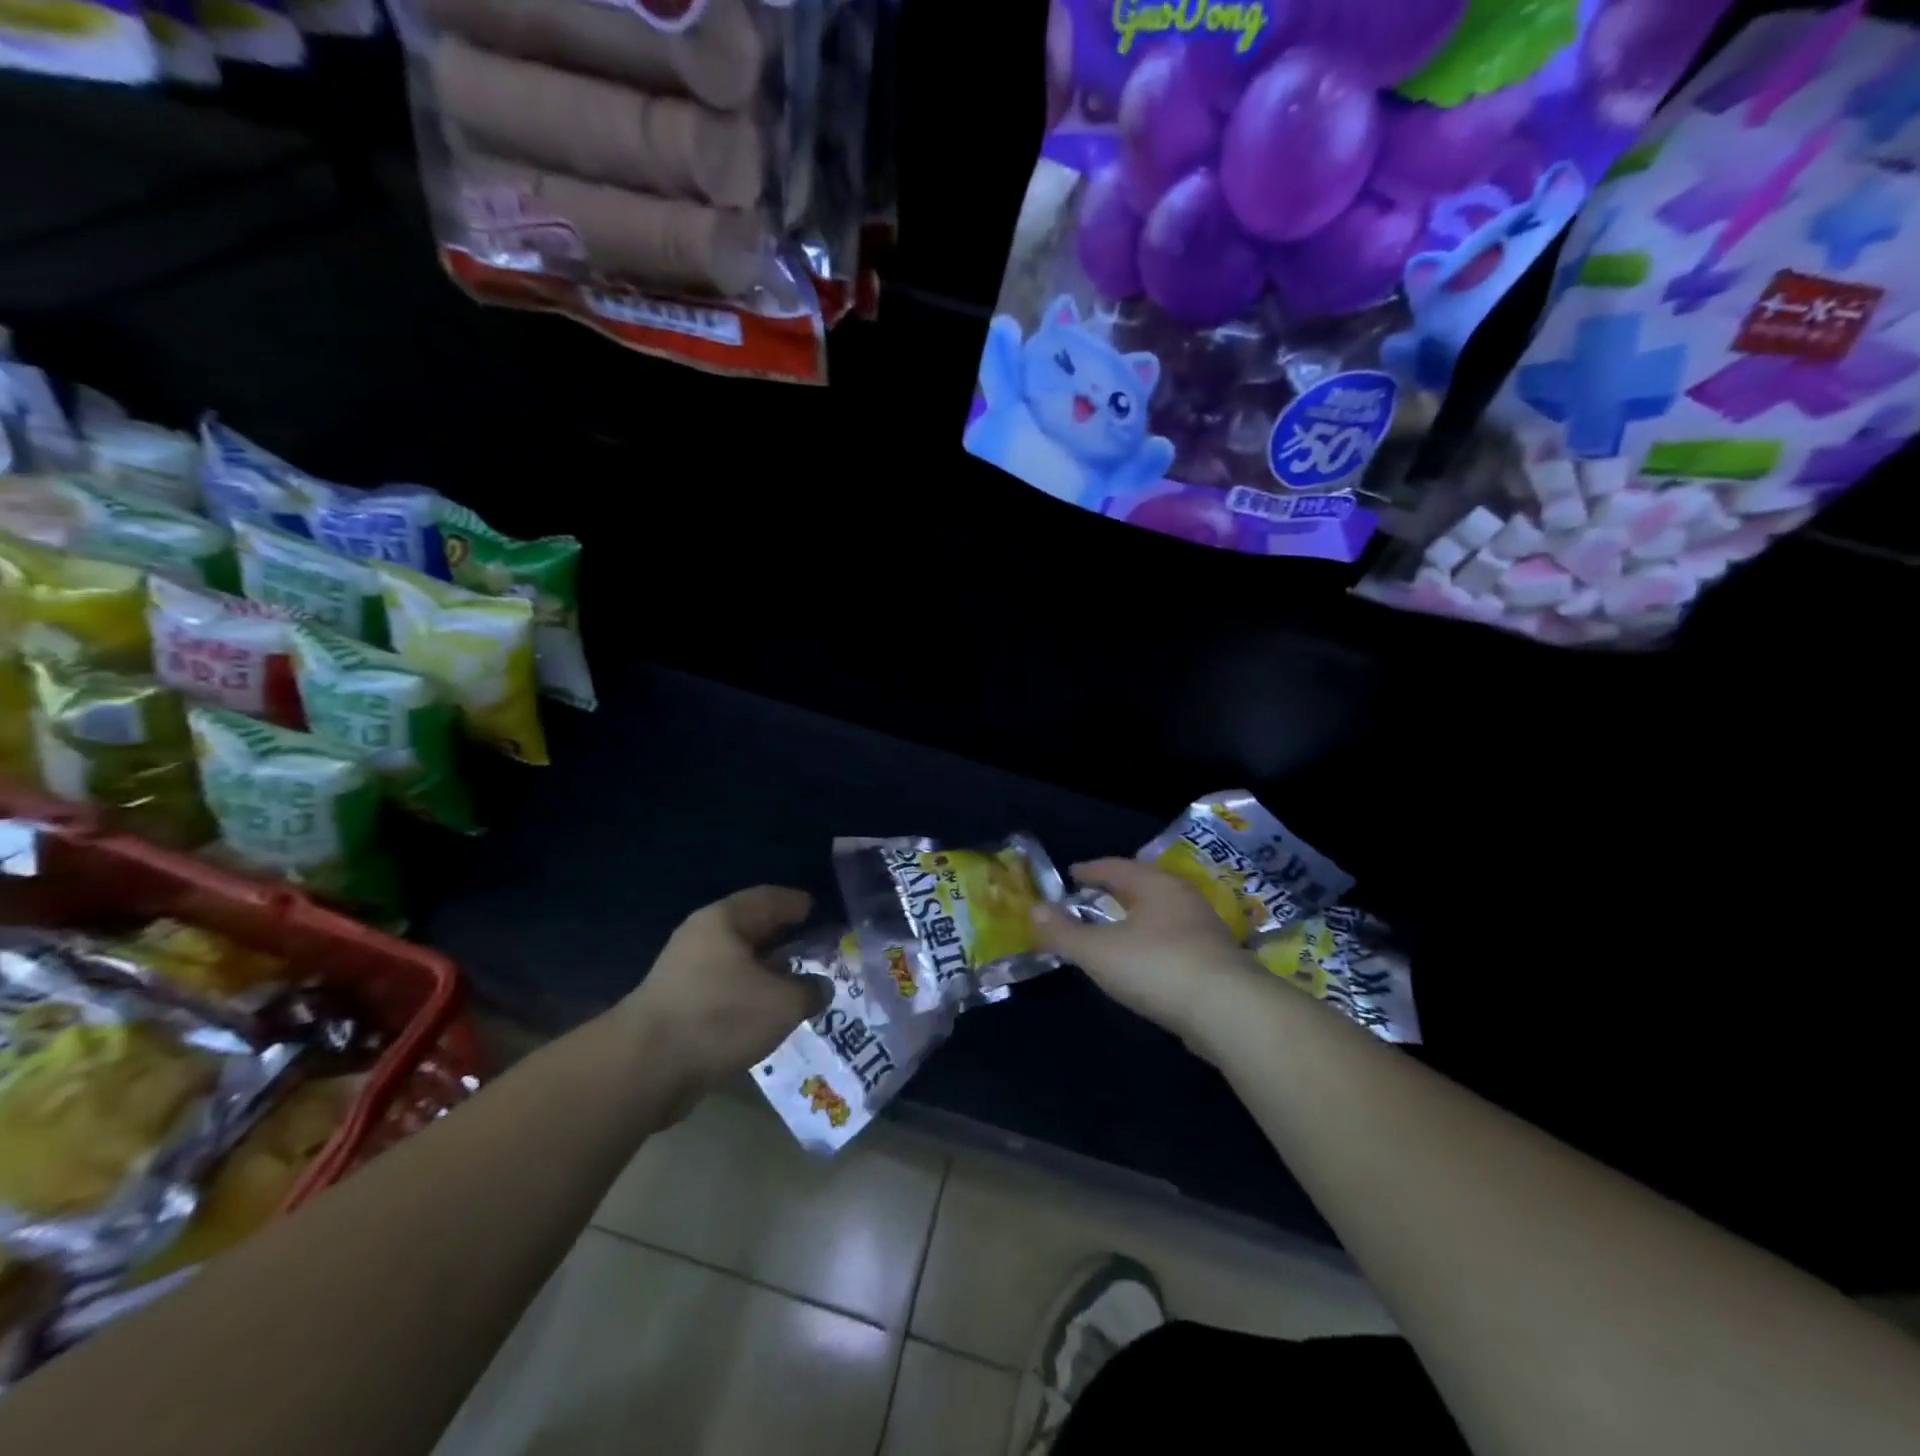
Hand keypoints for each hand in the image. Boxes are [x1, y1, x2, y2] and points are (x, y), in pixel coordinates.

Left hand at [617, 886, 826, 1103]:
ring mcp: (685, 971)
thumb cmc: (720, 1018)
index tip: (821, 913)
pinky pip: (724, 989)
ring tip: (796, 987)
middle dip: (784, 940)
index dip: (799, 904)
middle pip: (753, 929)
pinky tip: (765, 1015)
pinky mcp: (677, 1004)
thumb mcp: (783, 1003)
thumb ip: (810, 990)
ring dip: (766, 973)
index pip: (771, 898)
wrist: (644, 1068)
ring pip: (737, 963)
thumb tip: (820, 987)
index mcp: (725, 919)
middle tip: (815, 951)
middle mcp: (702, 936)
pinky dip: (747, 996)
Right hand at [1033, 858, 1268, 1052]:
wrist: (1229, 1012)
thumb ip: (1064, 932)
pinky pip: (1174, 940)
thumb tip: (1034, 910)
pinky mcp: (1216, 961)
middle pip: (1142, 886)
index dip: (1090, 870)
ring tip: (1115, 929)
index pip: (1116, 867)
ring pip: (1161, 913)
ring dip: (1137, 918)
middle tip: (1091, 898)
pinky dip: (1153, 942)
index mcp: (1155, 885)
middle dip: (1116, 891)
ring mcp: (1204, 929)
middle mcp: (1182, 898)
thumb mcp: (1098, 951)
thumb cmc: (1157, 967)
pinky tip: (1145, 960)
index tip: (1071, 874)